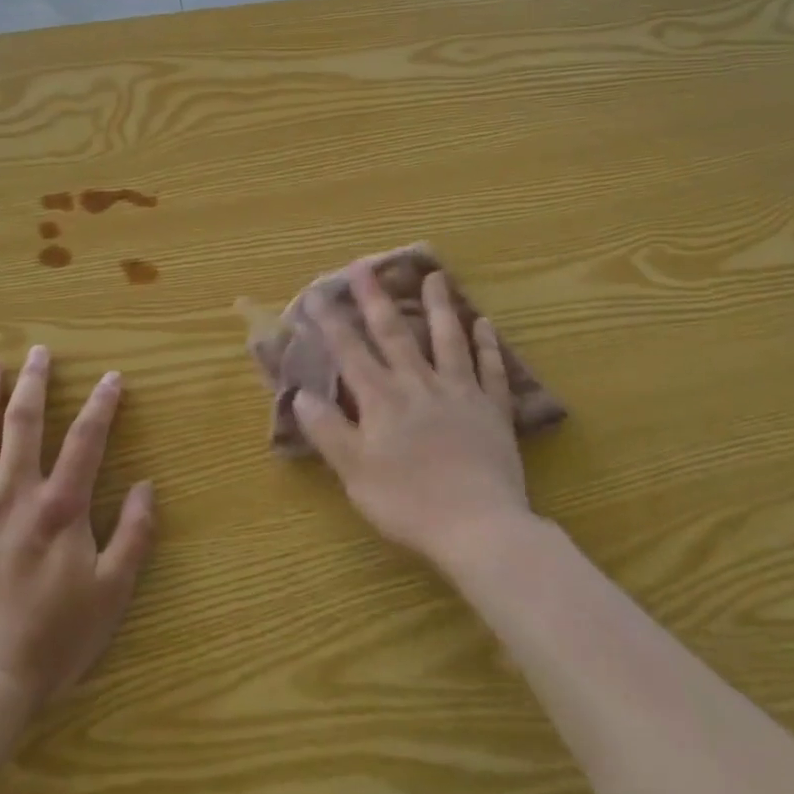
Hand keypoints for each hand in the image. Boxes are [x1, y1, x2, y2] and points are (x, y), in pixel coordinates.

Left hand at [0, 347, 156, 711]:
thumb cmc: (50, 641)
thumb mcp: (111, 594)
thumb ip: (133, 535)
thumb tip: (147, 487)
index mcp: (60, 508)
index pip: (87, 440)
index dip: (102, 405)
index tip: (111, 378)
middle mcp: (15, 494)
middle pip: (26, 424)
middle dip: (34, 383)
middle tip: (38, 352)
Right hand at [292, 265, 531, 568]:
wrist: (478, 526)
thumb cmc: (408, 503)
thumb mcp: (354, 472)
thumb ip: (328, 430)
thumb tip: (301, 394)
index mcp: (382, 400)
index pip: (350, 352)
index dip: (331, 322)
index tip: (317, 293)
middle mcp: (418, 385)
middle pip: (395, 334)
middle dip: (376, 299)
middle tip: (365, 266)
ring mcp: (460, 393)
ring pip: (448, 340)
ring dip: (439, 307)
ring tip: (434, 277)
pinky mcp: (493, 410)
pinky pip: (491, 370)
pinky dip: (488, 345)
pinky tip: (486, 324)